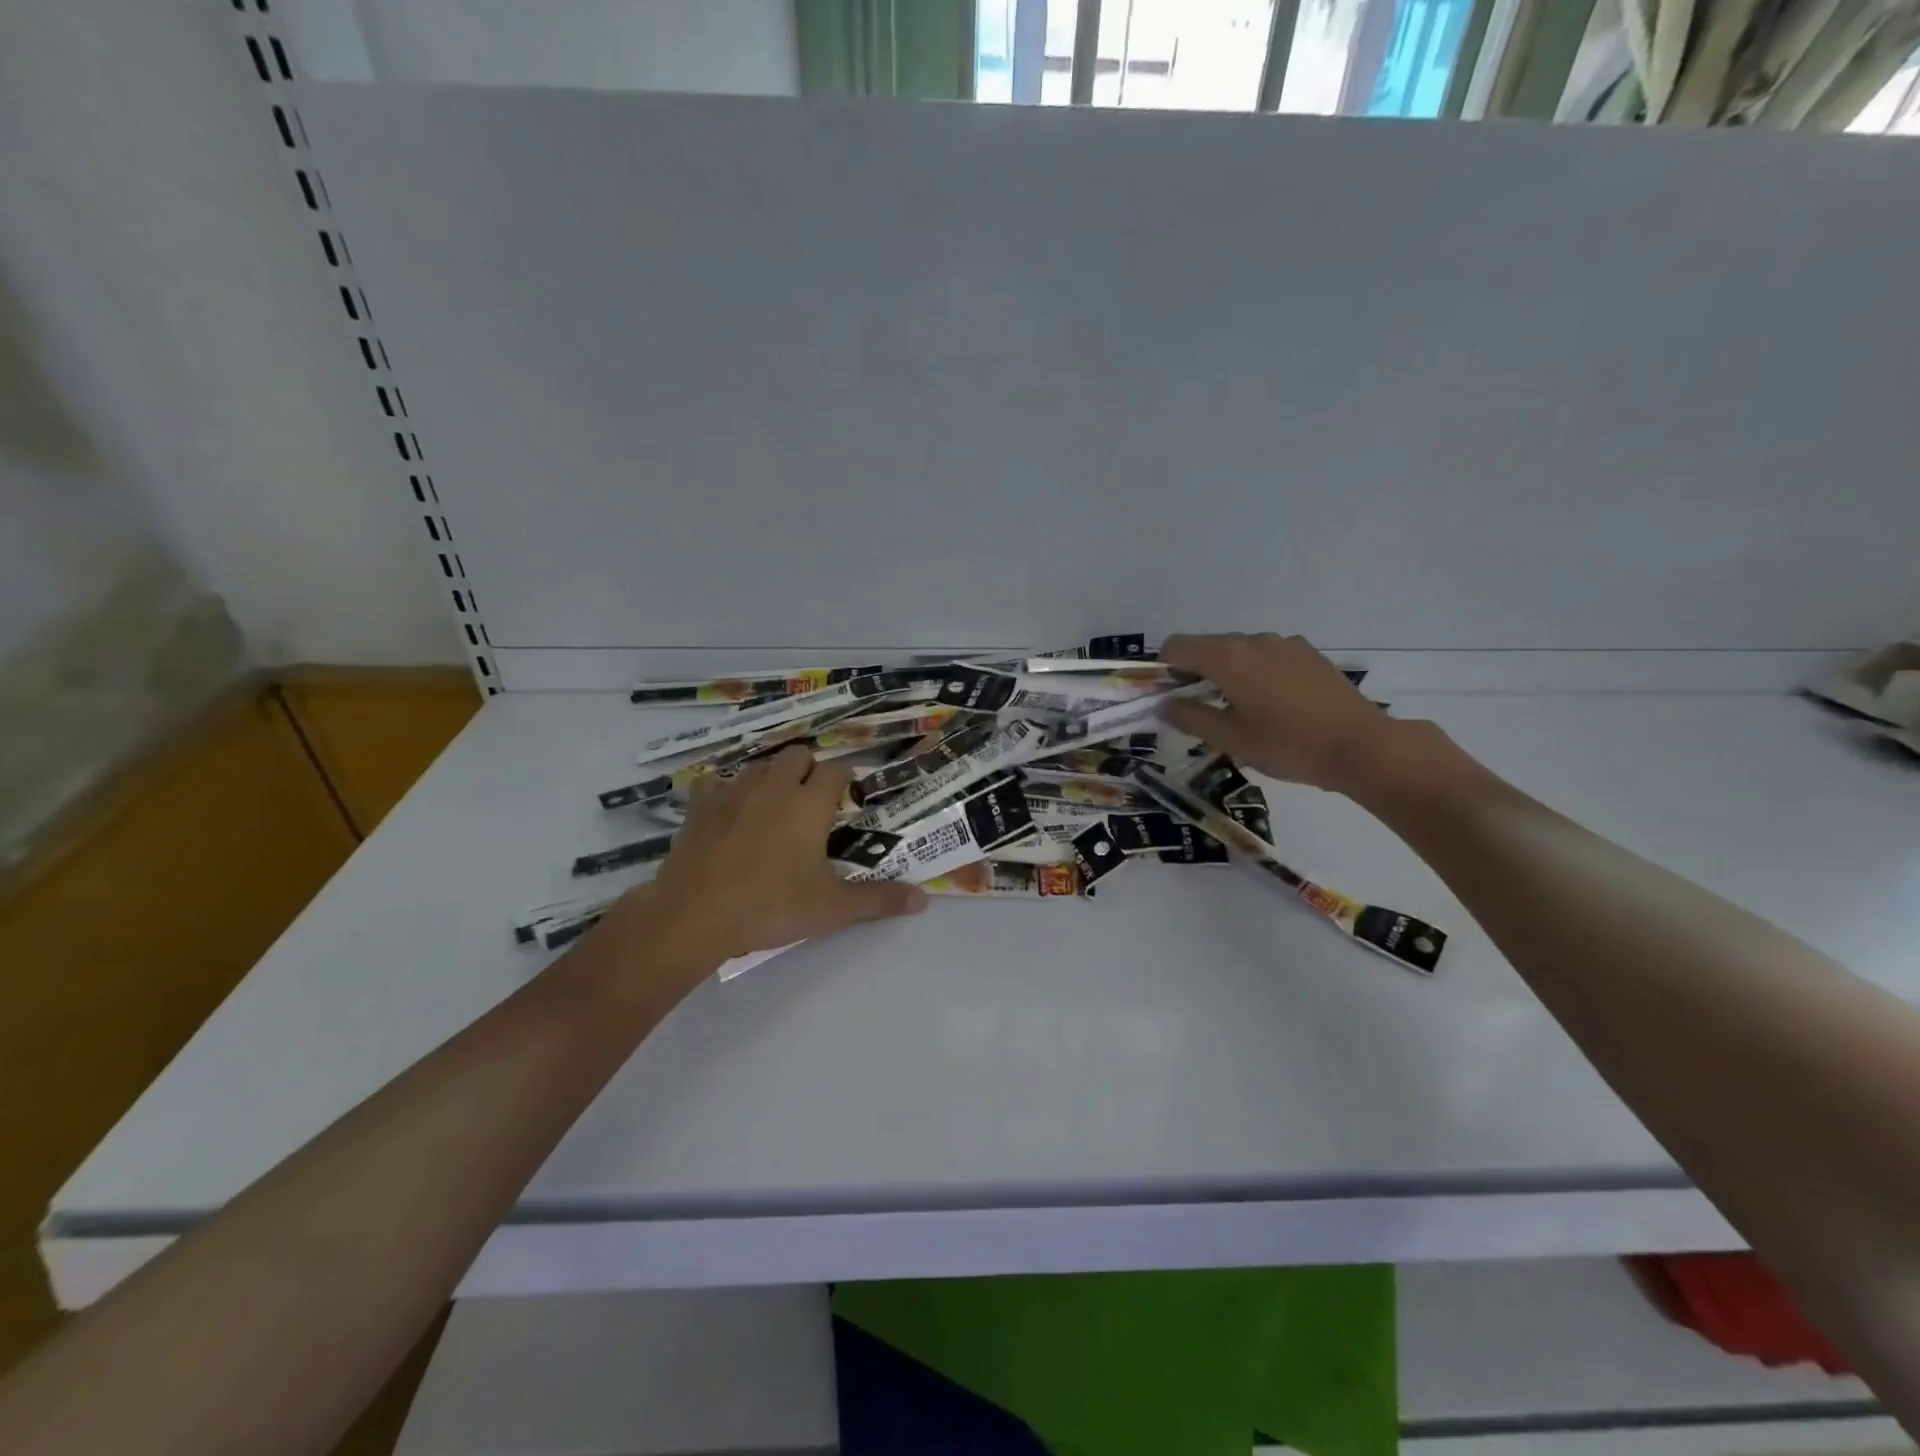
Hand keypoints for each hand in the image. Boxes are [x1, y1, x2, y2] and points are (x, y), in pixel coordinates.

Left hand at [640, 745, 925, 960]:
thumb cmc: (772, 906)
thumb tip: (925, 900)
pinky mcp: (700, 806)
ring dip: (771, 778)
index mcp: (809, 803)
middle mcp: (774, 786)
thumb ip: (879, 900)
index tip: (846, 802)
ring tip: (773, 807)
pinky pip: (714, 783)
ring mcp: (733, 792)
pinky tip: (727, 813)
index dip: (845, 782)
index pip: (837, 771)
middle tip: (812, 804)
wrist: (695, 914)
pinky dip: (724, 792)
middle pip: (798, 755)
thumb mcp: (832, 908)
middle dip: (809, 770)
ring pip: (758, 765)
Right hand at [1159, 633, 1399, 795]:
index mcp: (1228, 658)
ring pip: (1237, 649)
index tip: (1168, 696)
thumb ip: (1190, 717)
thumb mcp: (1231, 739)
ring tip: (1238, 709)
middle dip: (1193, 671)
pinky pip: (1265, 654)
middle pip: (1206, 645)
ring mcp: (1283, 643)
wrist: (1362, 746)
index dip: (1164, 668)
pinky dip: (1254, 671)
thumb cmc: (1288, 745)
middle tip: (1199, 709)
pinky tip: (1271, 703)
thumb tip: (1162, 704)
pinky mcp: (1307, 653)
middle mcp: (1252, 640)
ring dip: (1225, 671)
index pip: (1176, 646)